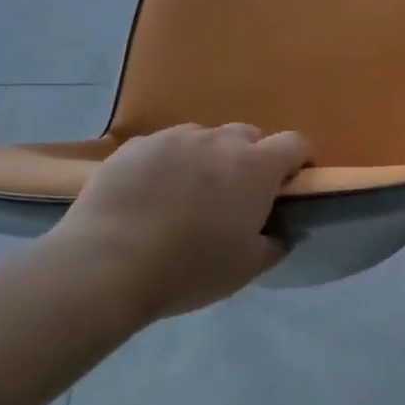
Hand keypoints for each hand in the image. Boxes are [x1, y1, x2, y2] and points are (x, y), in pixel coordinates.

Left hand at [50, 123, 310, 320]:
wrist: (104, 266)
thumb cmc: (189, 269)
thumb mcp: (247, 268)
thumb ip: (276, 243)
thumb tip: (284, 231)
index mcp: (257, 167)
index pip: (296, 143)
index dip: (300, 160)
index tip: (291, 184)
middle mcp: (221, 141)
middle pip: (249, 136)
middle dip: (251, 158)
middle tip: (236, 195)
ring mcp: (175, 138)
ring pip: (205, 138)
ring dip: (208, 158)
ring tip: (188, 193)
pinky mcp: (135, 146)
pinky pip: (164, 146)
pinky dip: (168, 163)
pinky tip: (150, 194)